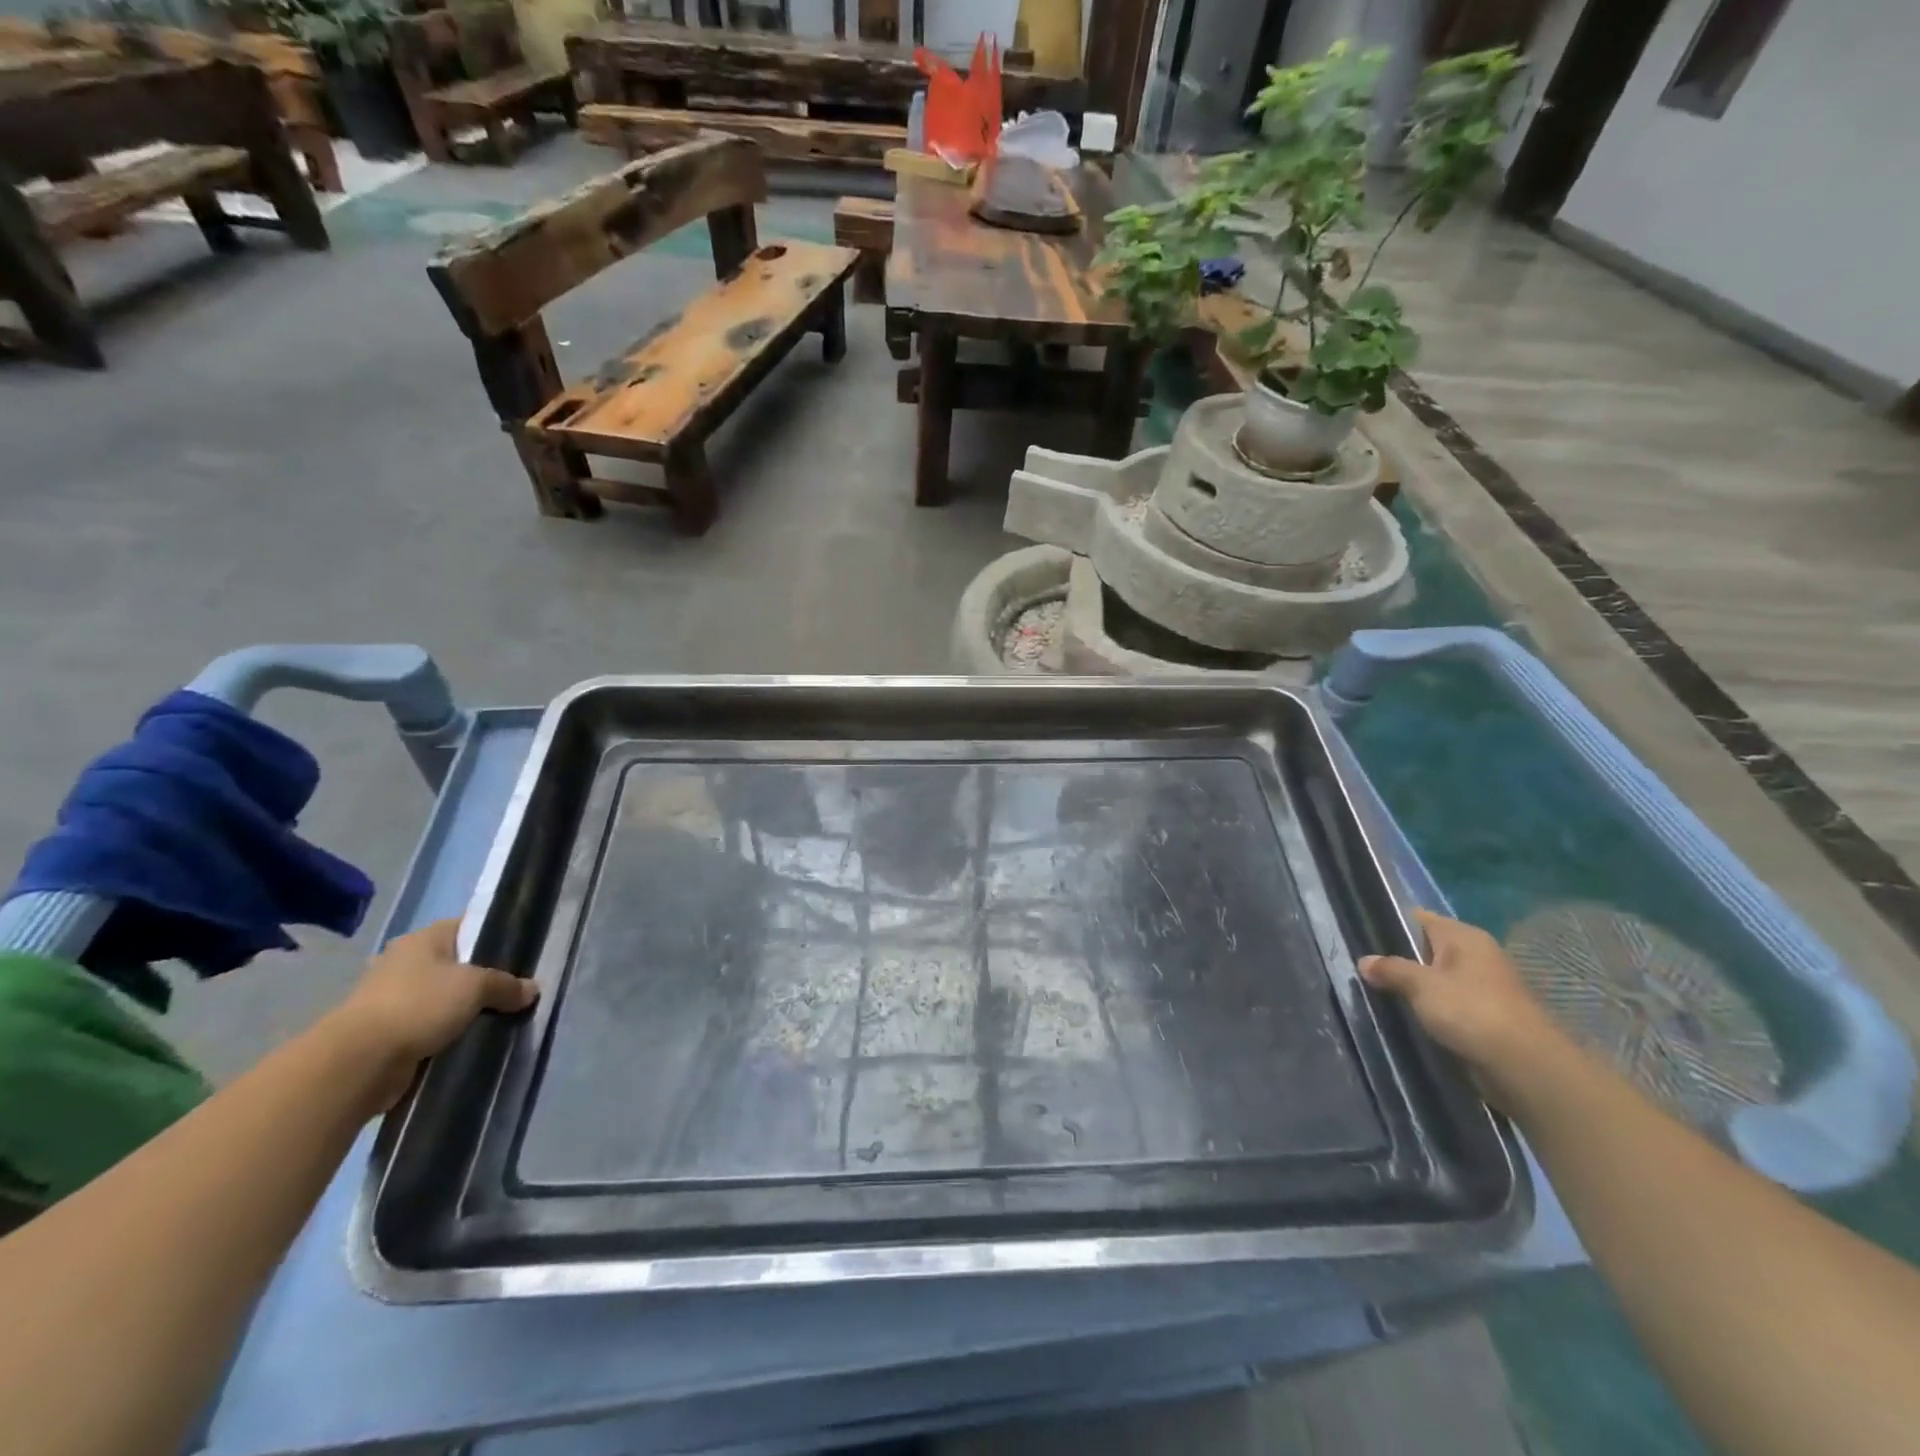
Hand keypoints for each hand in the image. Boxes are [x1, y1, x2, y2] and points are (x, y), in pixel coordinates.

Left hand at [327, 919, 537, 1108]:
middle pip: (456, 964)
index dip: (494, 936)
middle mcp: (404, 962)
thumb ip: (506, 985)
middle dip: (483, 978)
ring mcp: (392, 998)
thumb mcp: (476, 987)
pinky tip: (470, 1039)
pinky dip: (447, 1032)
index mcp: (423, 939)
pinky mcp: (387, 1031)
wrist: (359, 1062)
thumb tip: (531, 989)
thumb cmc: (419, 1005)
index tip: (521, 953)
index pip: (467, 927)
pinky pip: (429, 1026)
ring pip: (443, 997)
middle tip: (514, 990)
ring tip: (498, 1017)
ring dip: (464, 1009)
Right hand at [1359, 909, 1568, 1105]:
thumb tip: (1364, 961)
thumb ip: (1390, 969)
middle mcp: (1476, 955)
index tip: (1361, 936)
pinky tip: (1406, 1015)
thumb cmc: (1471, 1011)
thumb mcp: (1421, 985)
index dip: (1390, 924)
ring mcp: (1483, 986)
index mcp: (1464, 936)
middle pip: (1426, 949)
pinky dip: (1429, 1008)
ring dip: (1413, 987)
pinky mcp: (1486, 1015)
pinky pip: (1448, 1003)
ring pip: (1436, 978)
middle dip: (1398, 959)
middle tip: (1363, 968)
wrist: (1525, 1066)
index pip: (1419, 918)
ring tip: (1377, 992)